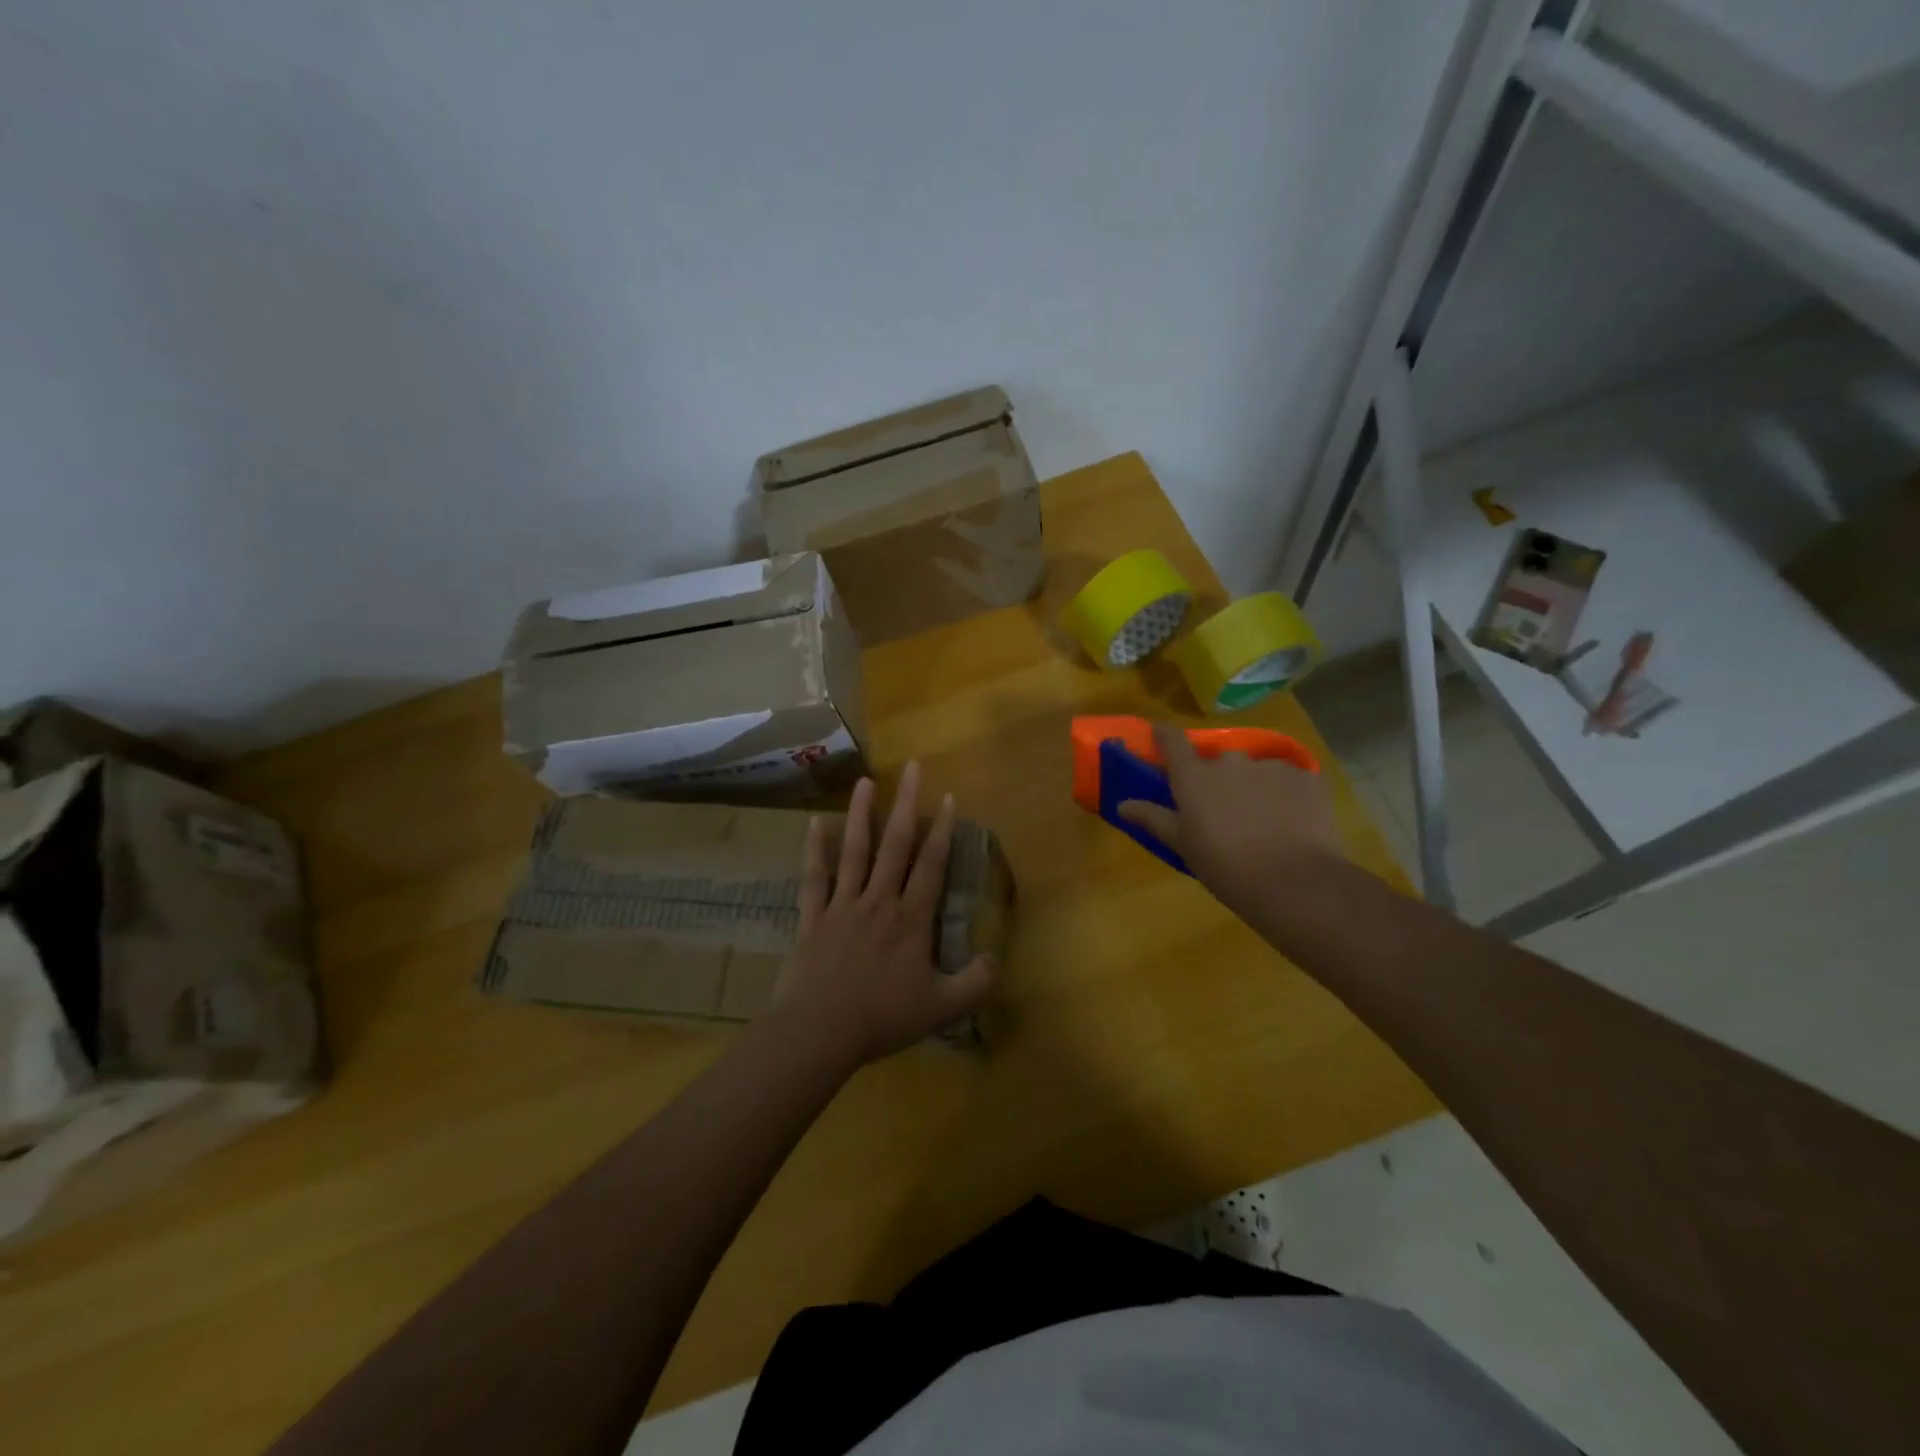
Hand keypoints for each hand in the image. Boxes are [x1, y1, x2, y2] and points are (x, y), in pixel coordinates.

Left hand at [766, 762, 998, 1071]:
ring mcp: (842, 906)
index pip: (931, 865)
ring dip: (861, 815)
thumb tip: (997, 958)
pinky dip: (814, 850)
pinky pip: (814, 878)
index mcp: (910, 920)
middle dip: (905, 804)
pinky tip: (814, 823)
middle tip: (910, 767)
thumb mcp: (942, 1008)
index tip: (948, 796)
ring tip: (865, 782)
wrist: (819, 1033)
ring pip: (854, 852)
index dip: (942, 830)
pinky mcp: (813, 918)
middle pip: (894, 845)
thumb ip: (976, 983)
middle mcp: (878, 901)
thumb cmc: (882, 1019)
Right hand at [1117, 722, 1342, 917]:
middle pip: (1217, 761)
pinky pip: (1289, 780)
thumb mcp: (1183, 845)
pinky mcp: (1306, 777)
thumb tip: (1123, 804)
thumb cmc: (1225, 867)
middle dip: (1218, 779)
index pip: (1172, 740)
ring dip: (1254, 787)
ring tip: (1264, 821)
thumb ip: (1153, 818)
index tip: (1161, 737)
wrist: (1293, 882)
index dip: (1165, 735)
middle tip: (1223, 810)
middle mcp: (1229, 761)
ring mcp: (1270, 766)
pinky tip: (1292, 823)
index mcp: (1193, 777)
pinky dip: (1286, 796)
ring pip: (1255, 771)